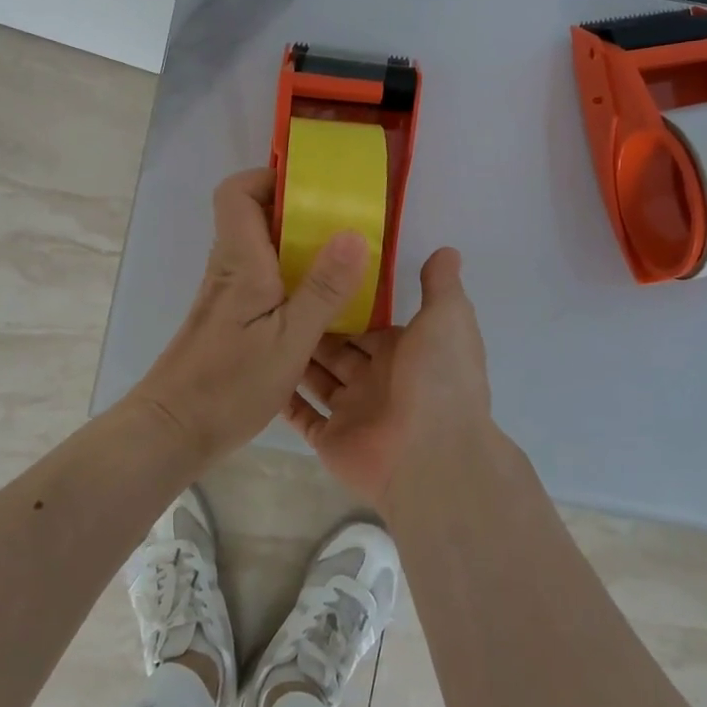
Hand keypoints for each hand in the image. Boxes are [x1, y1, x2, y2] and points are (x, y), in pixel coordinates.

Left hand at [130, 168, 370, 458]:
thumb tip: (354, 233)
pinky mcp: (230, 317)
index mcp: (240, 261)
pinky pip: (262, 277)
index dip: (270, 178)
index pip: (236, 192)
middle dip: (298, 211)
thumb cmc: (230, 384)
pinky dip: (290, 276)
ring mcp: (227, 293)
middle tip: (343, 225)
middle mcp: (228, 268)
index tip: (313, 189)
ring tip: (342, 261)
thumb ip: (323, 288)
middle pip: (254, 215)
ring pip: (260, 248)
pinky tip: (319, 304)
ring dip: (298, 246)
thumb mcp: (290, 340)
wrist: (174, 430)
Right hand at [283, 247, 493, 510]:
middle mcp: (377, 380)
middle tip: (274, 295)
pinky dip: (284, 398)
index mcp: (404, 351)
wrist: (431, 455)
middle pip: (338, 348)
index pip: (368, 322)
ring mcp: (353, 412)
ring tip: (258, 325)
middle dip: (313, 325)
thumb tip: (446, 251)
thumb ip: (441, 285)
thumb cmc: (438, 378)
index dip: (343, 302)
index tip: (312, 274)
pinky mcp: (331, 439)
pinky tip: (258, 370)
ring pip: (317, 378)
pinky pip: (302, 416)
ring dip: (295, 357)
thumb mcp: (448, 318)